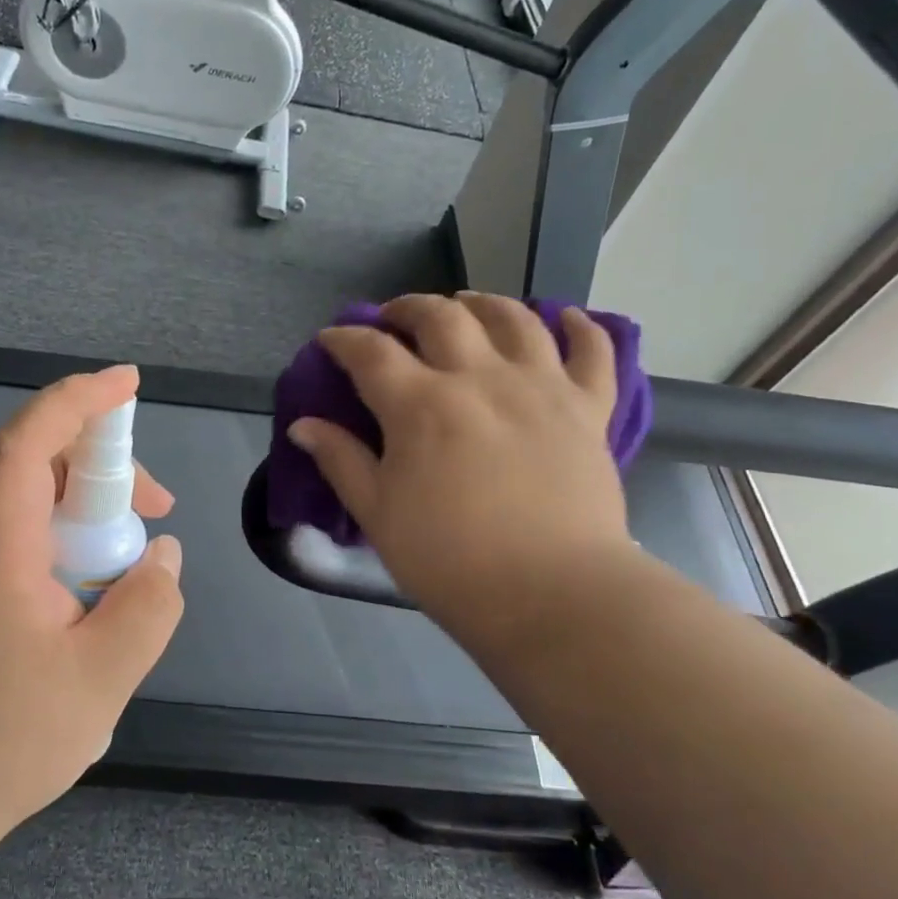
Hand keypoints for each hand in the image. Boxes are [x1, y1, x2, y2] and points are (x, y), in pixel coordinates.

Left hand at [0, 366, 184, 825]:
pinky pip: (25, 539)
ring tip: (136, 564)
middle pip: (38, 465)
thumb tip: (161, 555)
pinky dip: (71, 543)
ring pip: (34, 504)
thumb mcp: (99, 681)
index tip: (128, 383)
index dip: (77, 400)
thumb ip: (147, 609)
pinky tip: (96, 597)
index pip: (27, 441)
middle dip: (106, 466)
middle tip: (159, 509)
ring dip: (92, 510)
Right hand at [286, 293, 628, 650]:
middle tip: (393, 319)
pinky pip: (593, 351)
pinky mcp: (588, 408)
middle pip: (440, 317)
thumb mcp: (379, 516)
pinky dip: (582, 327)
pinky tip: (567, 318)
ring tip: (466, 305)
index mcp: (421, 405)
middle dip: (407, 308)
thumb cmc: (451, 562)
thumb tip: (303, 425)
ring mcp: (541, 386)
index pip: (370, 352)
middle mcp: (480, 378)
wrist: (552, 596)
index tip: (330, 340)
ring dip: (482, 302)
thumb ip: (341, 461)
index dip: (343, 339)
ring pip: (514, 318)